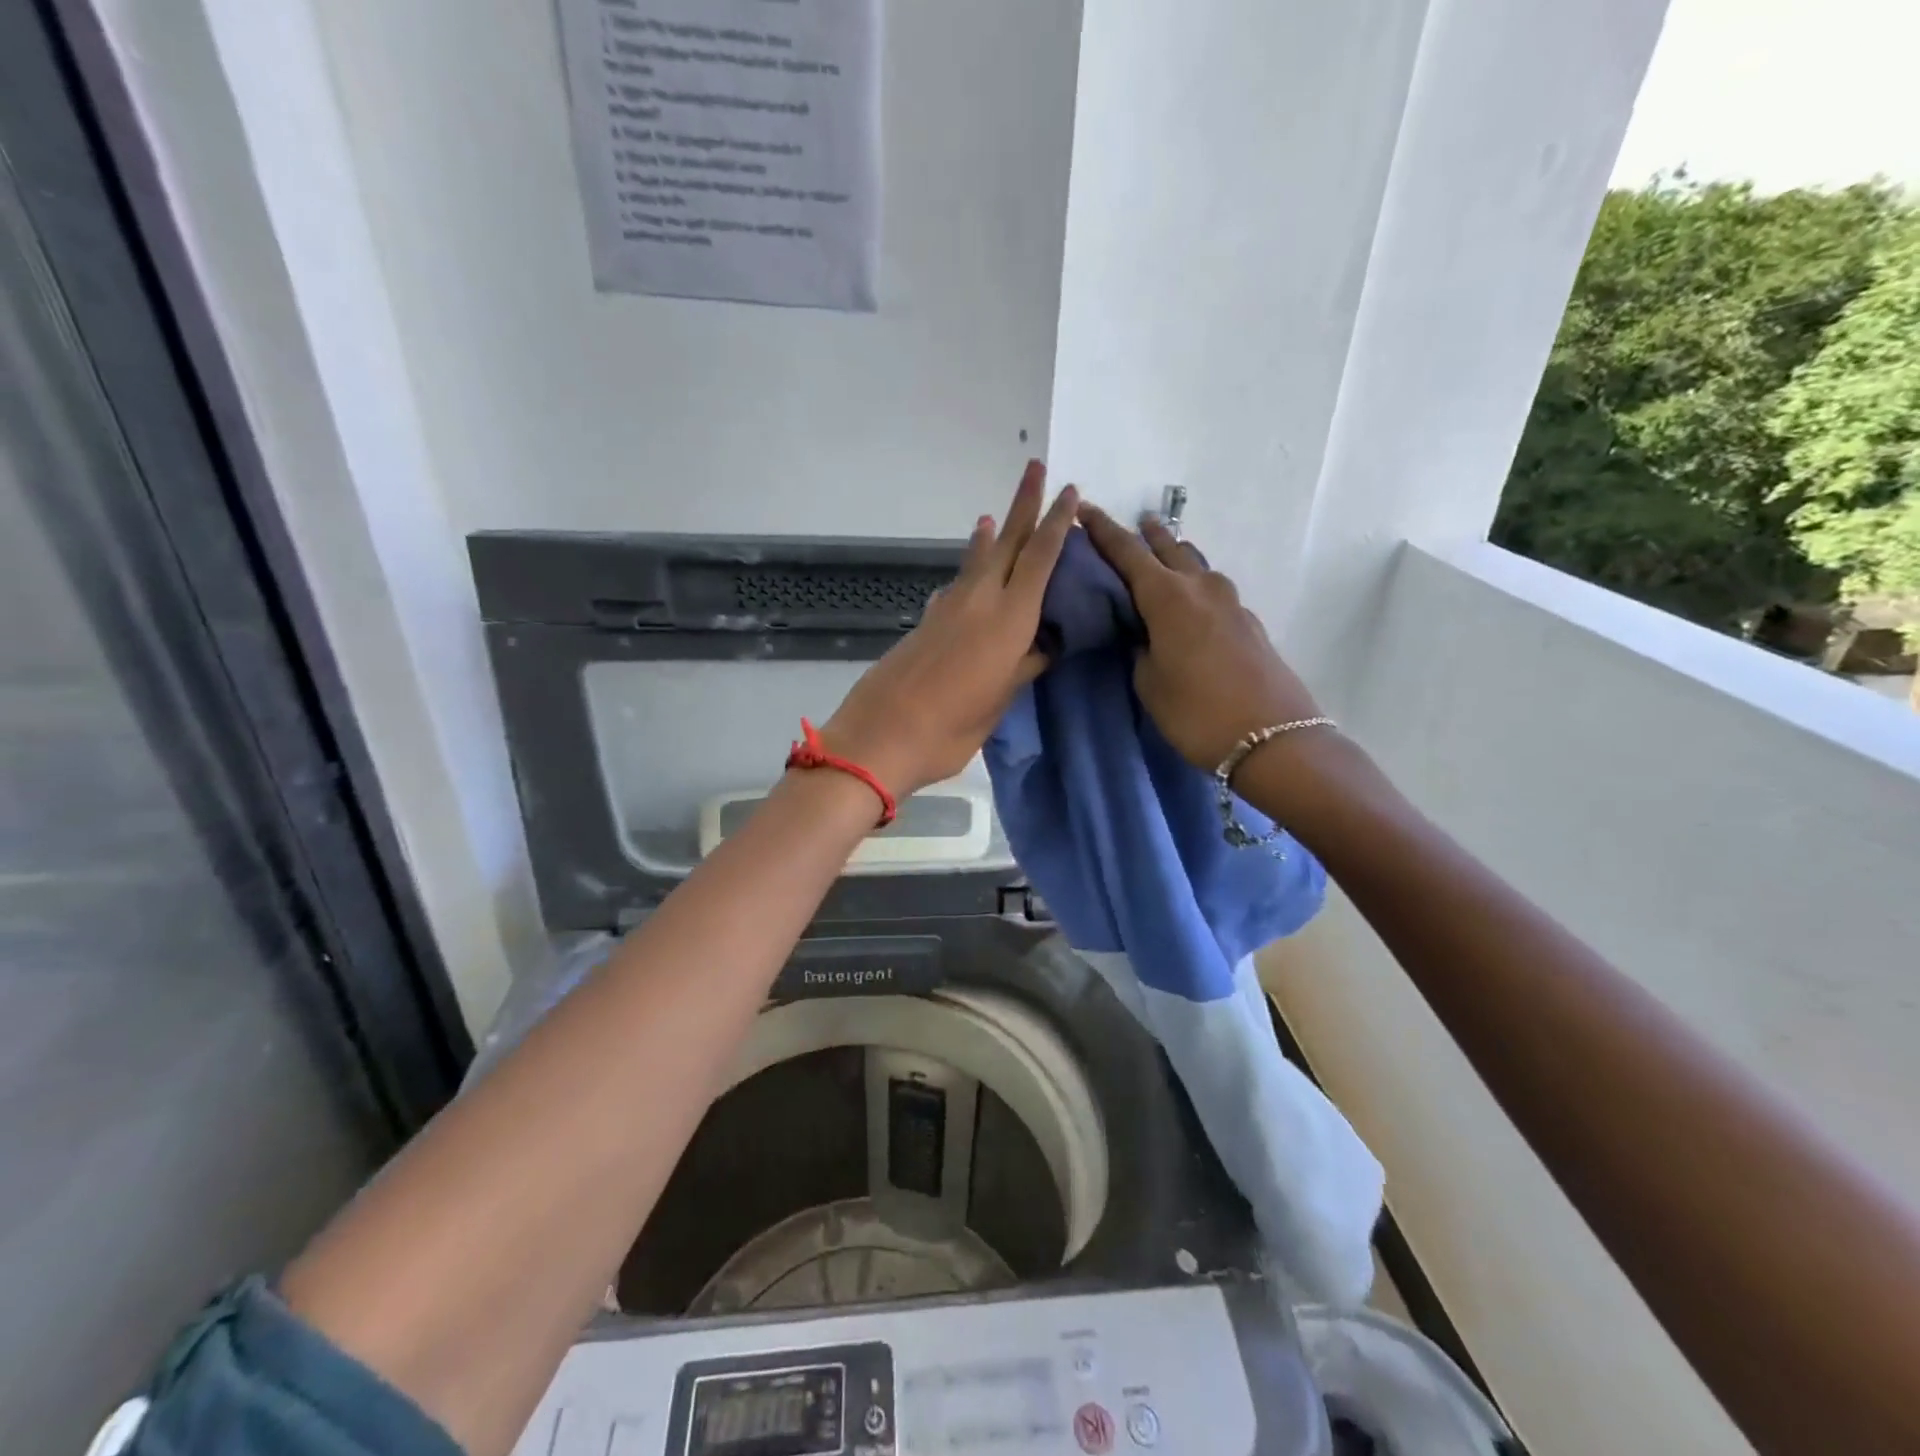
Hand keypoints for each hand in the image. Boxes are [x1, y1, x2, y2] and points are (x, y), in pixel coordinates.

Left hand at [823, 462, 1077, 797]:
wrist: (881, 736)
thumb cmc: (950, 728)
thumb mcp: (999, 701)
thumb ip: (1023, 667)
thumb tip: (1043, 646)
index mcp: (1009, 618)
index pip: (1040, 558)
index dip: (1056, 524)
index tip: (1069, 492)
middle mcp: (980, 601)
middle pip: (1007, 542)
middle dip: (1023, 504)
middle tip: (1035, 468)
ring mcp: (948, 609)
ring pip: (976, 561)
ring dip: (990, 536)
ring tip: (993, 518)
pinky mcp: (926, 623)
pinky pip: (955, 586)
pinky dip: (967, 573)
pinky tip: (968, 579)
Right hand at [1078, 502, 1324, 771]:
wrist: (1273, 738)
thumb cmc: (1196, 712)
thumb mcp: (1149, 683)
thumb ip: (1140, 649)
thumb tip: (1144, 634)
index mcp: (1167, 597)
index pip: (1127, 553)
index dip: (1103, 531)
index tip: (1085, 510)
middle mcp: (1200, 587)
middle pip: (1169, 548)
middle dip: (1146, 535)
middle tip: (1130, 525)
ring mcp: (1230, 602)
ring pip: (1195, 565)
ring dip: (1175, 555)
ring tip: (1160, 553)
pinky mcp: (1247, 622)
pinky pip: (1211, 589)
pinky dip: (1193, 583)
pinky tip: (1189, 599)